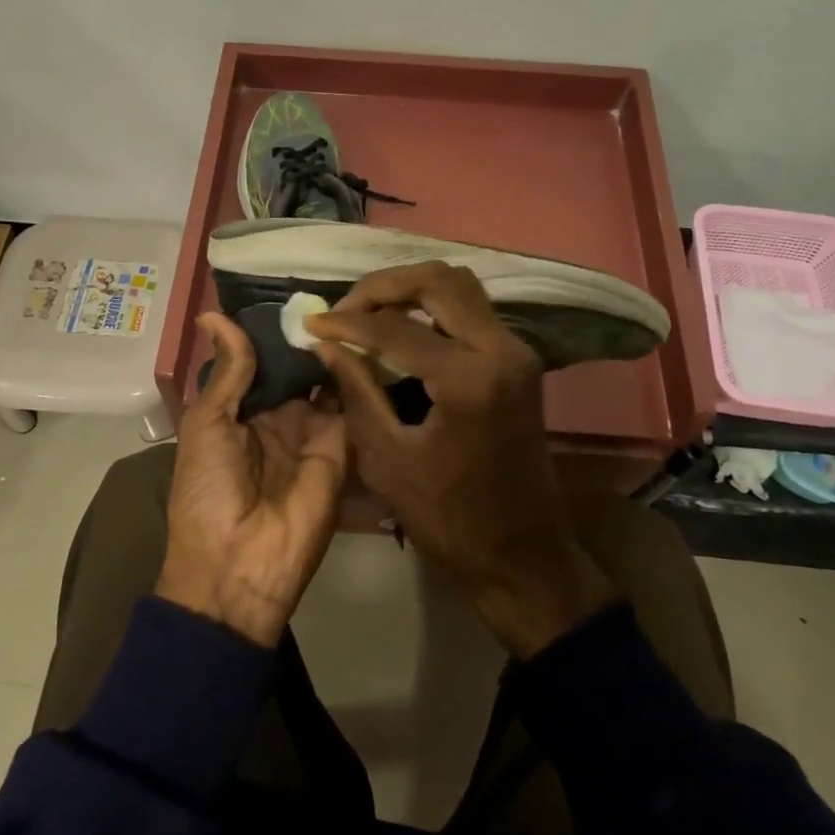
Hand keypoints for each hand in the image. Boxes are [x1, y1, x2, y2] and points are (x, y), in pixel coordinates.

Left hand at [158, 312, 346, 646]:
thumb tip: (214, 314)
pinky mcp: (342, 448)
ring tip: (354, 303)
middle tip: (332, 288)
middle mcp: (279, 417)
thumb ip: (227, 372)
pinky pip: (351, 407)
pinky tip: (366, 338)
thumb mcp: (206, 424)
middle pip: (298, 367)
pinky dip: (356, 376)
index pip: (262, 361)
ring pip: (328, 381)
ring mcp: (313, 432)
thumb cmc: (208, 491)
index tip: (293, 288)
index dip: (275, 330)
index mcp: (240, 411)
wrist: (238, 566)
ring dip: (336, 350)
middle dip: (310, 335)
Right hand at [308, 264, 611, 658]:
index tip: (311, 324)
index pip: (396, 327)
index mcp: (469, 379)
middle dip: (383, 286)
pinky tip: (400, 329)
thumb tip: (325, 344)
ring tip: (367, 313)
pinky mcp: (519, 361)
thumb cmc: (449, 519)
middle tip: (344, 309)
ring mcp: (517, 352)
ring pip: (460, 287)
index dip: (347, 322)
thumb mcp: (388, 459)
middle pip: (438, 280)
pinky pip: (472, 311)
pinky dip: (433, 307)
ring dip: (410, 290)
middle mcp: (502, 350)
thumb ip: (356, 390)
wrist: (522, 554)